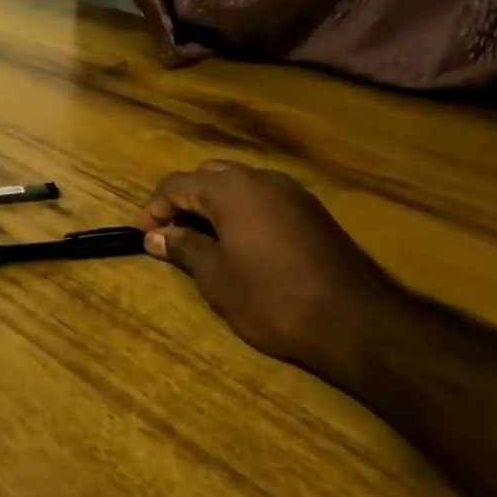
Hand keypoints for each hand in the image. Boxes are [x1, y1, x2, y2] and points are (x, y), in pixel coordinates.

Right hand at [138, 160, 405, 384]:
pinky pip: (264, 199)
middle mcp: (261, 178)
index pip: (177, 184)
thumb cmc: (272, 297)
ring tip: (203, 241)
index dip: (154, 208)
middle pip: (209, 177)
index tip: (142, 236)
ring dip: (215, 206)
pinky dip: (243, 213)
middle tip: (171, 235)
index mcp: (231, 189)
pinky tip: (242, 245)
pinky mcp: (313, 212)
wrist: (354, 320)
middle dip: (185, 202)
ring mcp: (292, 192)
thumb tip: (155, 237)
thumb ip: (183, 248)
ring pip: (240, 186)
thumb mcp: (216, 276)